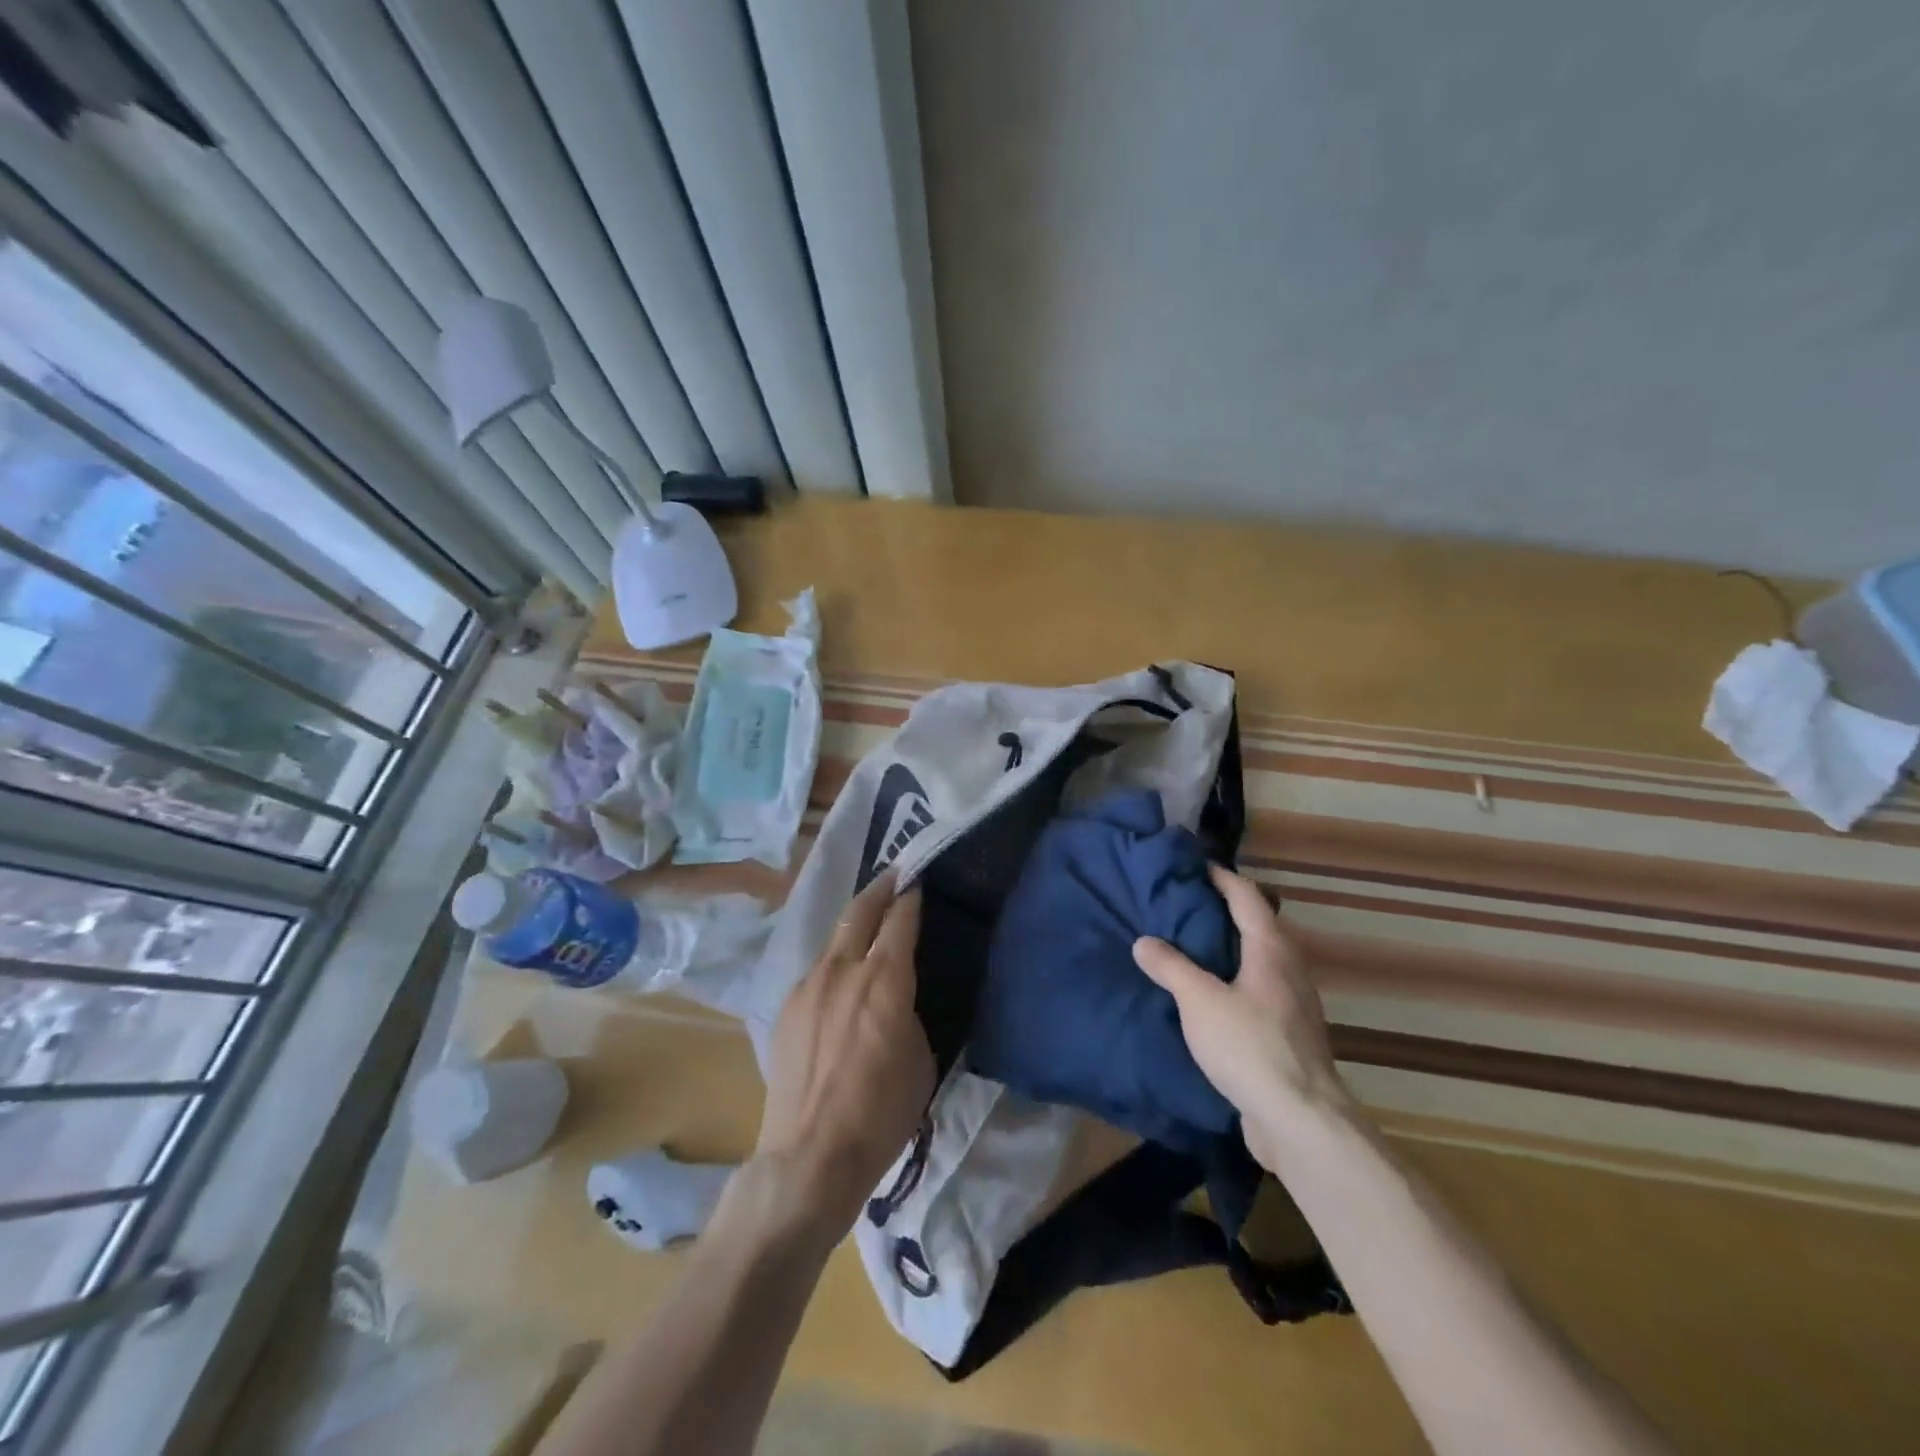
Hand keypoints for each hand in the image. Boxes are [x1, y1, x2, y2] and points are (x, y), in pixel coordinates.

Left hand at [752, 873, 934, 1246]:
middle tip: (895, 874)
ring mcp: (809, 985)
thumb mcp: (920, 1058)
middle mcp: (844, 969)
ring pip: (835, 937)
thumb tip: (901, 994)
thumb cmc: (881, 1112)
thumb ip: (910, 1010)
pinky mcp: (788, 1006)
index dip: (911, 897)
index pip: (900, 919)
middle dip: (880, 888)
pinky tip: (842, 974)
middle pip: (861, 910)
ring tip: (869, 918)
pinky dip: (836, 959)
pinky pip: (818, 969)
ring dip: (855, 922)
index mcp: (885, 979)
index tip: (918, 882)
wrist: (810, 1154)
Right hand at [1132, 864, 1351, 1171]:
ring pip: (1260, 962)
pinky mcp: (1290, 1037)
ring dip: (1231, 949)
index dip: (1223, 878)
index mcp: (1271, 950)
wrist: (1301, 1121)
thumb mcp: (1199, 1001)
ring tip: (1192, 948)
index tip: (1196, 866)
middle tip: (1185, 906)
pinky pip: (1259, 993)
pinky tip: (1212, 999)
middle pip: (1259, 927)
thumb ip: (1170, 967)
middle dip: (1225, 912)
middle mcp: (1289, 970)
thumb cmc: (1250, 1046)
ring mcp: (1294, 1006)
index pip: (1247, 897)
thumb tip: (1144, 941)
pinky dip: (1235, 982)